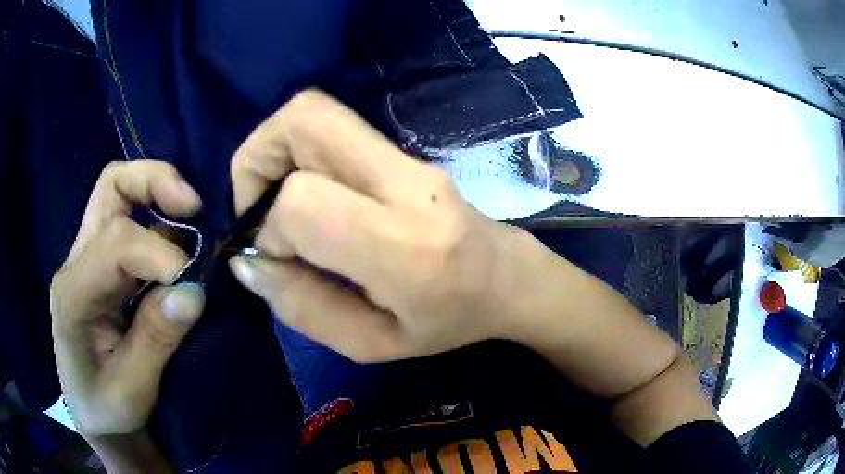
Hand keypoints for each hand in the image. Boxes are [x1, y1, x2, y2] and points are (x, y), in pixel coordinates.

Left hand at [50, 160, 205, 436]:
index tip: (195, 284)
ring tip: (193, 217)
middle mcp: (77, 261)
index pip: (117, 243)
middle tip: (194, 205)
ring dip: (159, 194)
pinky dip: (161, 220)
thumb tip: (194, 291)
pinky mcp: (103, 264)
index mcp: (74, 293)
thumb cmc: (106, 408)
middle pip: (111, 186)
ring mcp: (88, 258)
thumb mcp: (132, 390)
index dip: (161, 254)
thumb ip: (156, 340)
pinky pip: (131, 221)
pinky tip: (181, 242)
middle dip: (155, 181)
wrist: (92, 412)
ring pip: (120, 192)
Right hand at [229, 90, 546, 361]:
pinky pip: (331, 128)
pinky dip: (297, 153)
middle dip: (255, 158)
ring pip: (314, 112)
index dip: (270, 229)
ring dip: (273, 150)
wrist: (507, 278)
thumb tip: (247, 262)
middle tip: (257, 208)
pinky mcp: (404, 151)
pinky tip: (307, 195)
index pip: (302, 201)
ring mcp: (408, 158)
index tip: (278, 260)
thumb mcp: (372, 344)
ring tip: (276, 201)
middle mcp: (406, 183)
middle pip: (304, 120)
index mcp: (404, 247)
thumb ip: (303, 308)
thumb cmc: (448, 322)